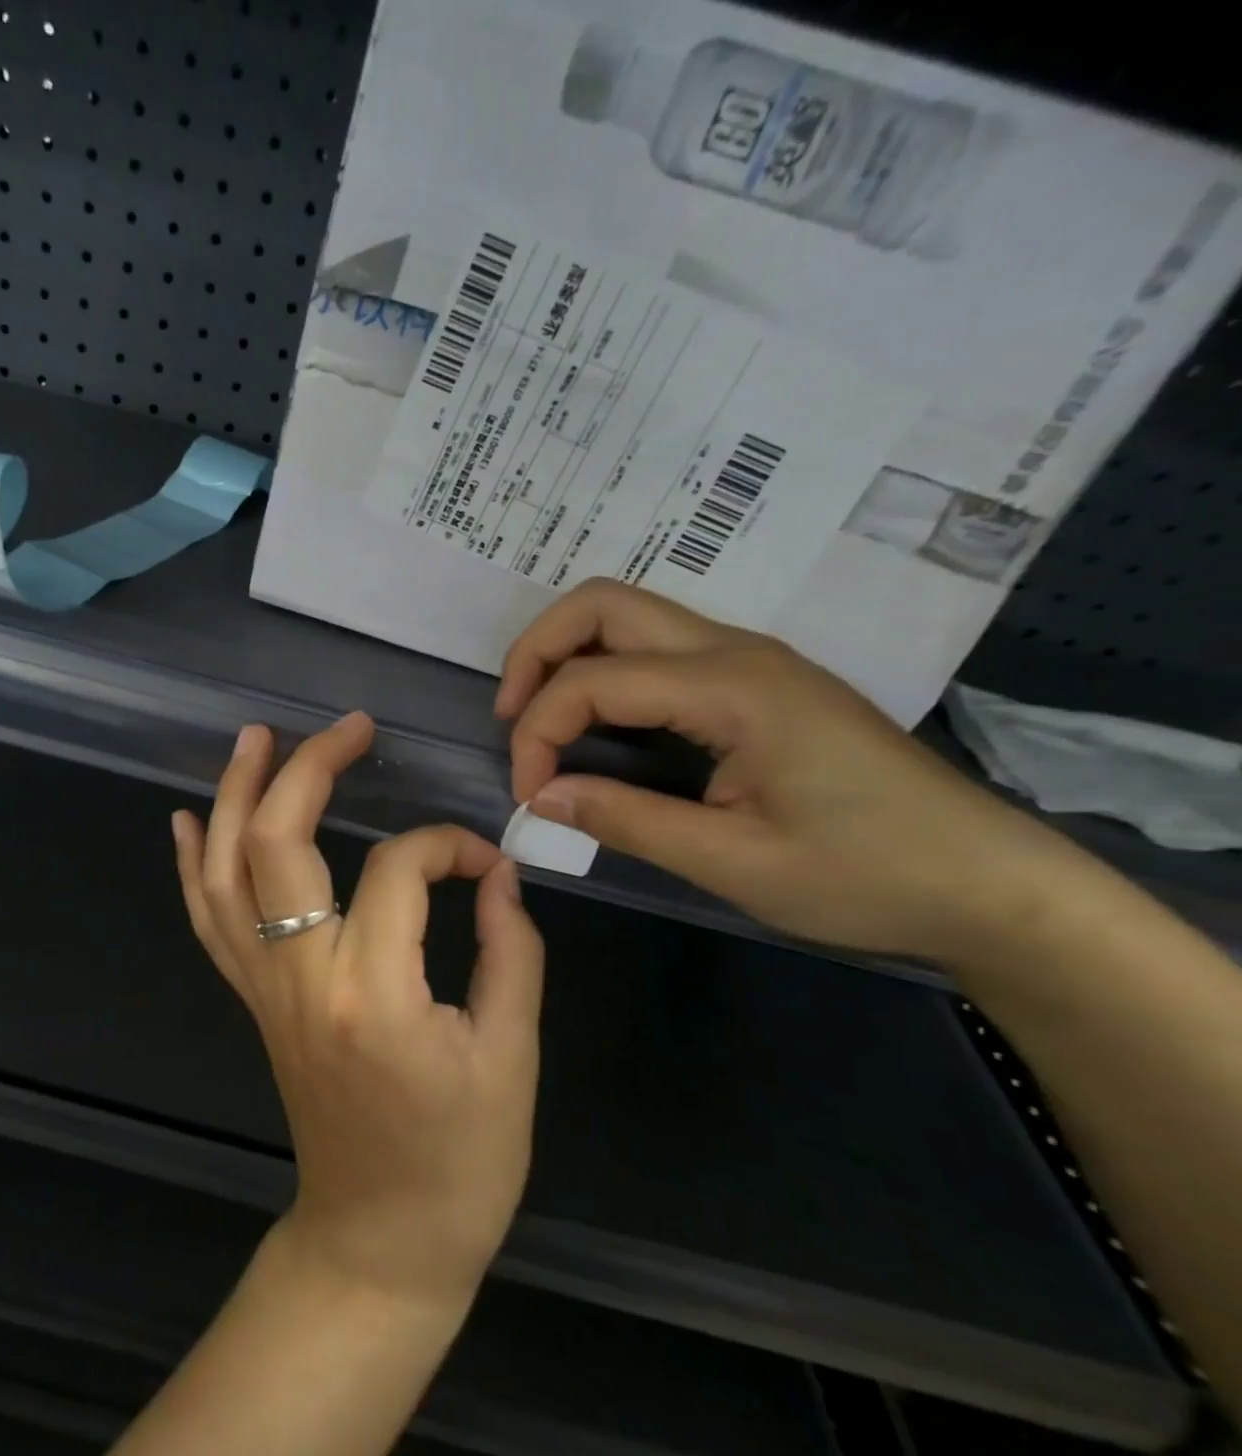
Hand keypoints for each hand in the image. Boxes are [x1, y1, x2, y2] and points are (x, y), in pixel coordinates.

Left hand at [172, 712, 544, 1310]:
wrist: (379, 1238)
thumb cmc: (460, 1161)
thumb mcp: (512, 1057)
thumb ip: (512, 950)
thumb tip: (497, 873)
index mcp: (374, 992)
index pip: (400, 869)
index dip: (448, 845)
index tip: (485, 860)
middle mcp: (300, 977)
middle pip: (279, 843)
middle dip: (309, 770)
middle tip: (348, 728)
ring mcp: (263, 987)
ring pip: (226, 872)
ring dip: (236, 796)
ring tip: (254, 738)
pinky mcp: (250, 1000)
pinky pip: (208, 920)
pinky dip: (193, 864)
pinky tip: (189, 817)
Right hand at [496, 580, 1087, 963]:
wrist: (989, 882)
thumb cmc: (867, 875)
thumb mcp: (735, 863)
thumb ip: (626, 820)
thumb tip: (541, 797)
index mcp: (732, 687)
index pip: (592, 680)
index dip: (538, 733)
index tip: (531, 797)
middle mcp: (734, 650)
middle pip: (601, 604)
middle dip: (535, 651)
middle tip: (511, 719)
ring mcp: (747, 658)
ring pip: (626, 614)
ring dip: (566, 654)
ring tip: (540, 719)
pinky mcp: (754, 679)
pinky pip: (654, 647)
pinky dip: (602, 669)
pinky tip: (596, 723)